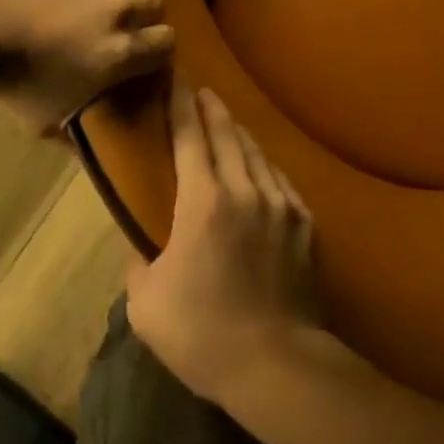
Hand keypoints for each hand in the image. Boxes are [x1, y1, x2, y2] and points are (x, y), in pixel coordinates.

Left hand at [0, 0, 173, 134]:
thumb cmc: (7, 79)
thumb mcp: (44, 122)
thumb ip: (78, 138)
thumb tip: (98, 160)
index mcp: (121, 53)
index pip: (167, 42)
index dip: (154, 45)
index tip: (138, 46)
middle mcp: (122, 9)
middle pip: (155, 3)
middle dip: (139, 12)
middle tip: (113, 16)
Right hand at [126, 85, 319, 401]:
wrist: (278, 366)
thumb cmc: (203, 333)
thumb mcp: (146, 303)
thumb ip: (139, 263)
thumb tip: (141, 246)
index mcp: (203, 200)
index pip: (188, 136)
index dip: (180, 103)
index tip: (176, 77)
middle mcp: (244, 189)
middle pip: (227, 134)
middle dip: (211, 108)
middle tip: (202, 91)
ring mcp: (280, 204)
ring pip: (256, 153)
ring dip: (238, 133)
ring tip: (228, 123)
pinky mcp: (304, 225)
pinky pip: (280, 180)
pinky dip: (264, 166)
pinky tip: (261, 168)